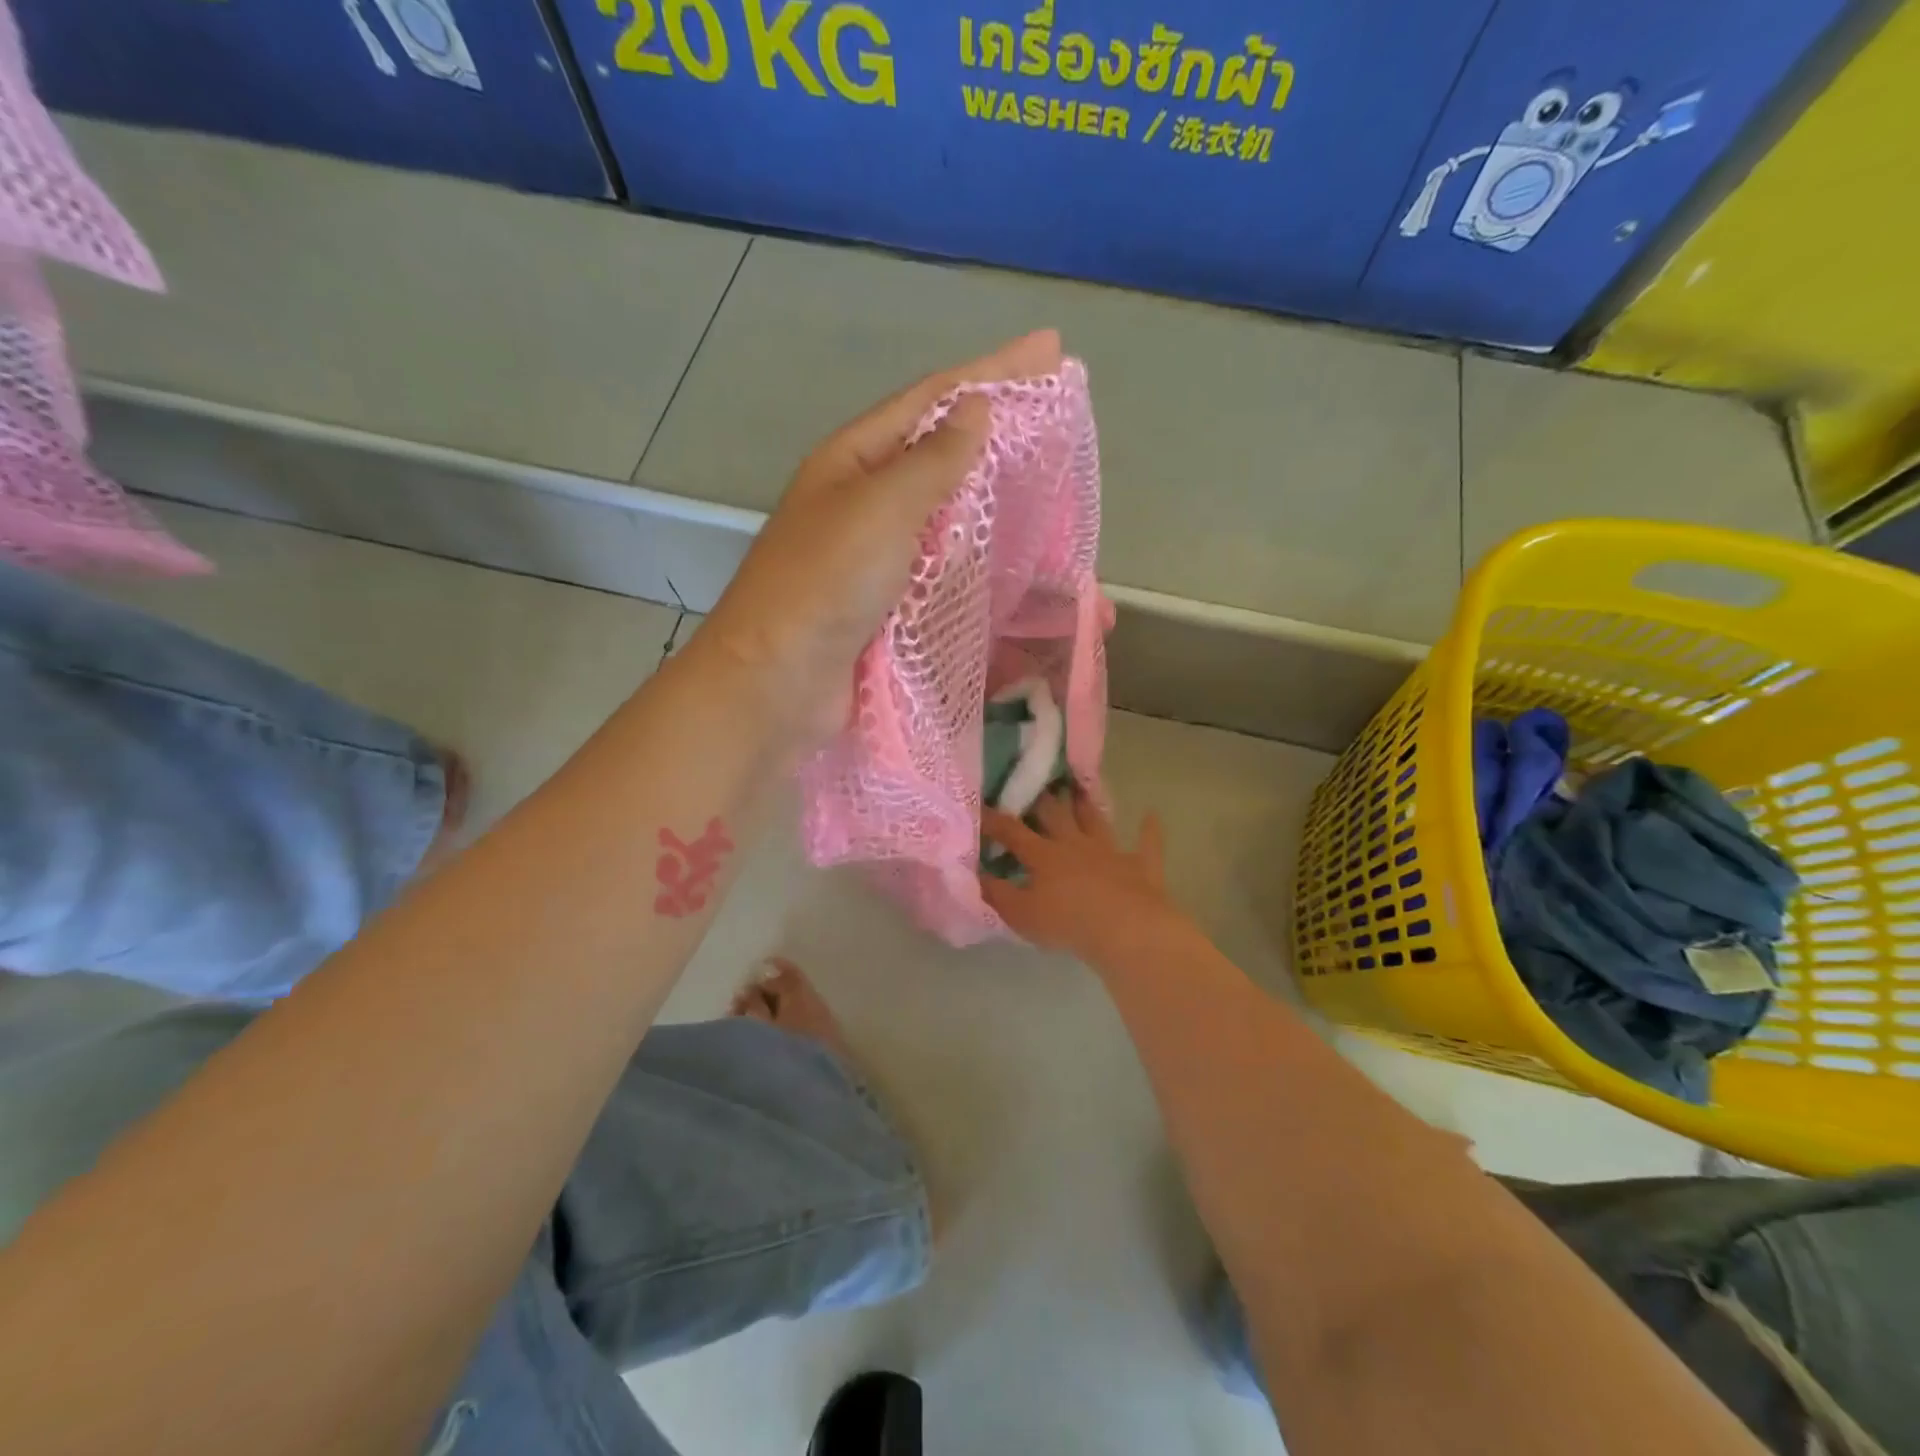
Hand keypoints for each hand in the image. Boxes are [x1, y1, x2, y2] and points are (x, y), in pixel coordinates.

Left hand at [697, 330, 1063, 743]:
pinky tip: (1015, 563)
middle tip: (1058, 422)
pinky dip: (983, 566)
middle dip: (998, 437)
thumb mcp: (878, 509)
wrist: (777, 684)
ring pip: (948, 519)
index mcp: (854, 461)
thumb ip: (932, 462)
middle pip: (941, 456)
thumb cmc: (823, 584)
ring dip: (995, 506)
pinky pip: (946, 573)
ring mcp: (878, 557)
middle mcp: (865, 502)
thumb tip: (975, 411)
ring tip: (1050, 492)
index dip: (992, 372)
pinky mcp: (891, 606)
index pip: (932, 400)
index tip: (1049, 351)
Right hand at [980, 793, 1190, 970]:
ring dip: (1087, 805)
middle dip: (1042, 800)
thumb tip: (975, 873)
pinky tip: (1151, 815)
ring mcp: (1110, 851)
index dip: (993, 819)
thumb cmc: (1067, 923)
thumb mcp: (1020, 914)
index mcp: (1043, 855)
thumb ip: (996, 893)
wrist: (1125, 929)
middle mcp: (1075, 844)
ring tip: (1079, 788)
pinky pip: (1147, 843)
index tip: (979, 805)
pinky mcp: (1140, 865)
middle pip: (1055, 815)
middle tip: (1036, 782)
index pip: (1012, 832)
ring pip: (1095, 821)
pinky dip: (1148, 830)